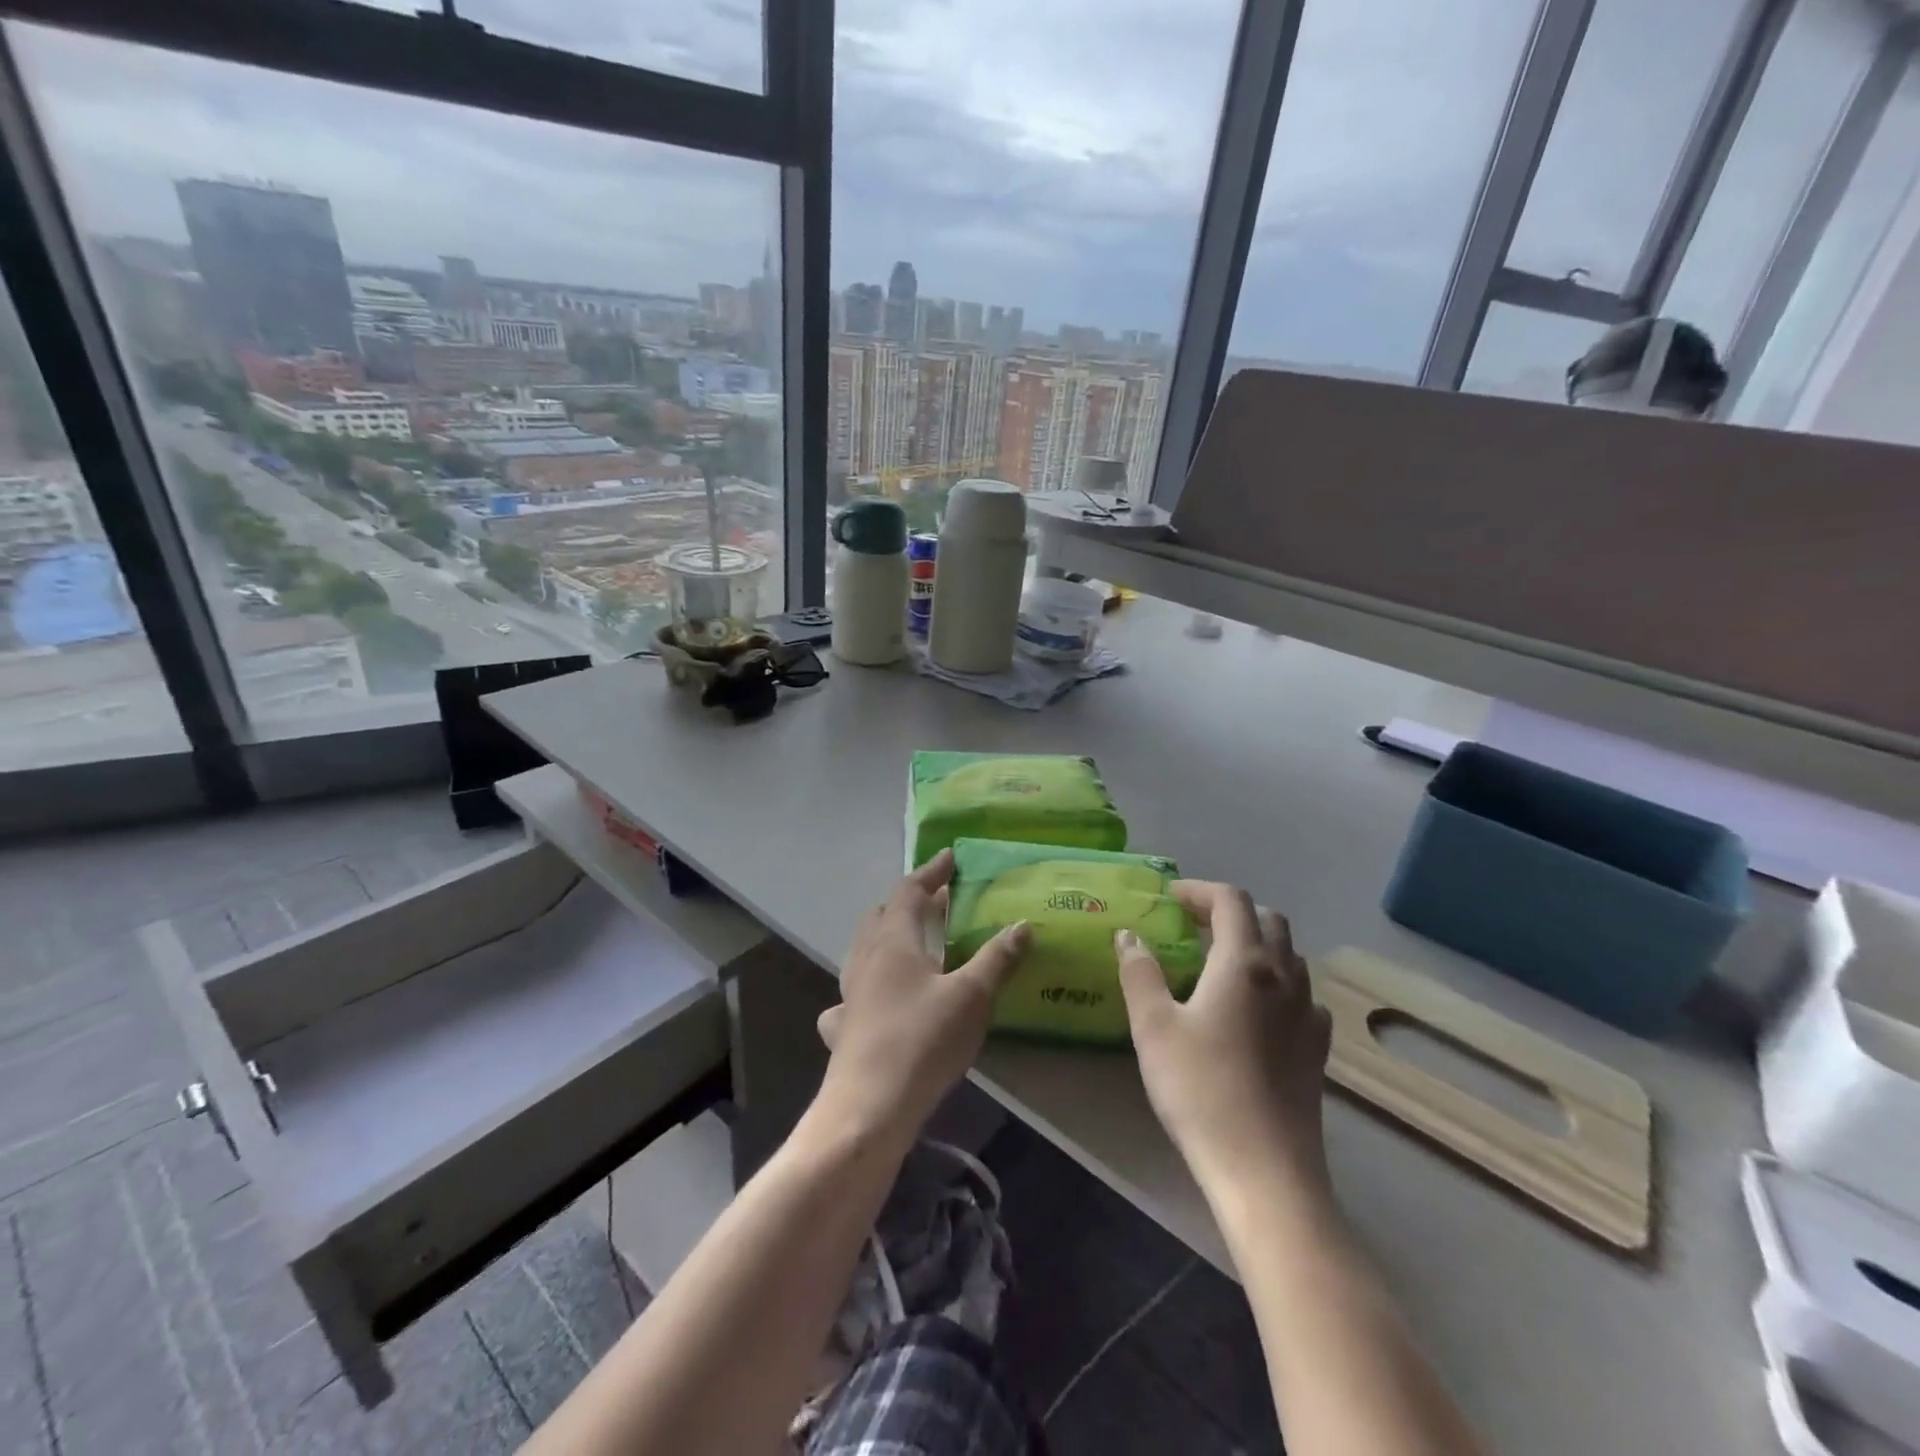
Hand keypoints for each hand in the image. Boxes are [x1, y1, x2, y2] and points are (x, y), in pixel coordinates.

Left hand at [815, 850, 1030, 1141]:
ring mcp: (849, 995)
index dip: (931, 873)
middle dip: (908, 902)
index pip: (909, 891)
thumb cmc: (922, 1040)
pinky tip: (875, 1002)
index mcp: (893, 942)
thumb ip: (997, 958)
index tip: (949, 858)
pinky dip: (867, 987)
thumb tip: (1022, 924)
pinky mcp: (843, 1029)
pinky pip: (851, 996)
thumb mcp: (971, 997)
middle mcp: (866, 960)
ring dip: (886, 937)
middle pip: (881, 916)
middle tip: (936, 902)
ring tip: (911, 943)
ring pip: (863, 951)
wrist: (869, 1107)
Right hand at [1117, 882, 1332, 1202]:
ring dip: (1256, 943)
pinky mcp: (1317, 1049)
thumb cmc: (1201, 1090)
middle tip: (1192, 926)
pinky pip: (1301, 994)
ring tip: (1219, 963)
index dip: (1199, 890)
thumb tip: (1130, 935)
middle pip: (1267, 920)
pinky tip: (1256, 1010)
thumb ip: (1139, 972)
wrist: (1264, 1171)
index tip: (1169, 898)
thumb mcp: (1153, 1026)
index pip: (1230, 900)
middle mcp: (1284, 977)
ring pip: (1289, 955)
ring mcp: (1308, 1014)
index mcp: (1244, 963)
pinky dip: (1277, 983)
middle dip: (1229, 912)